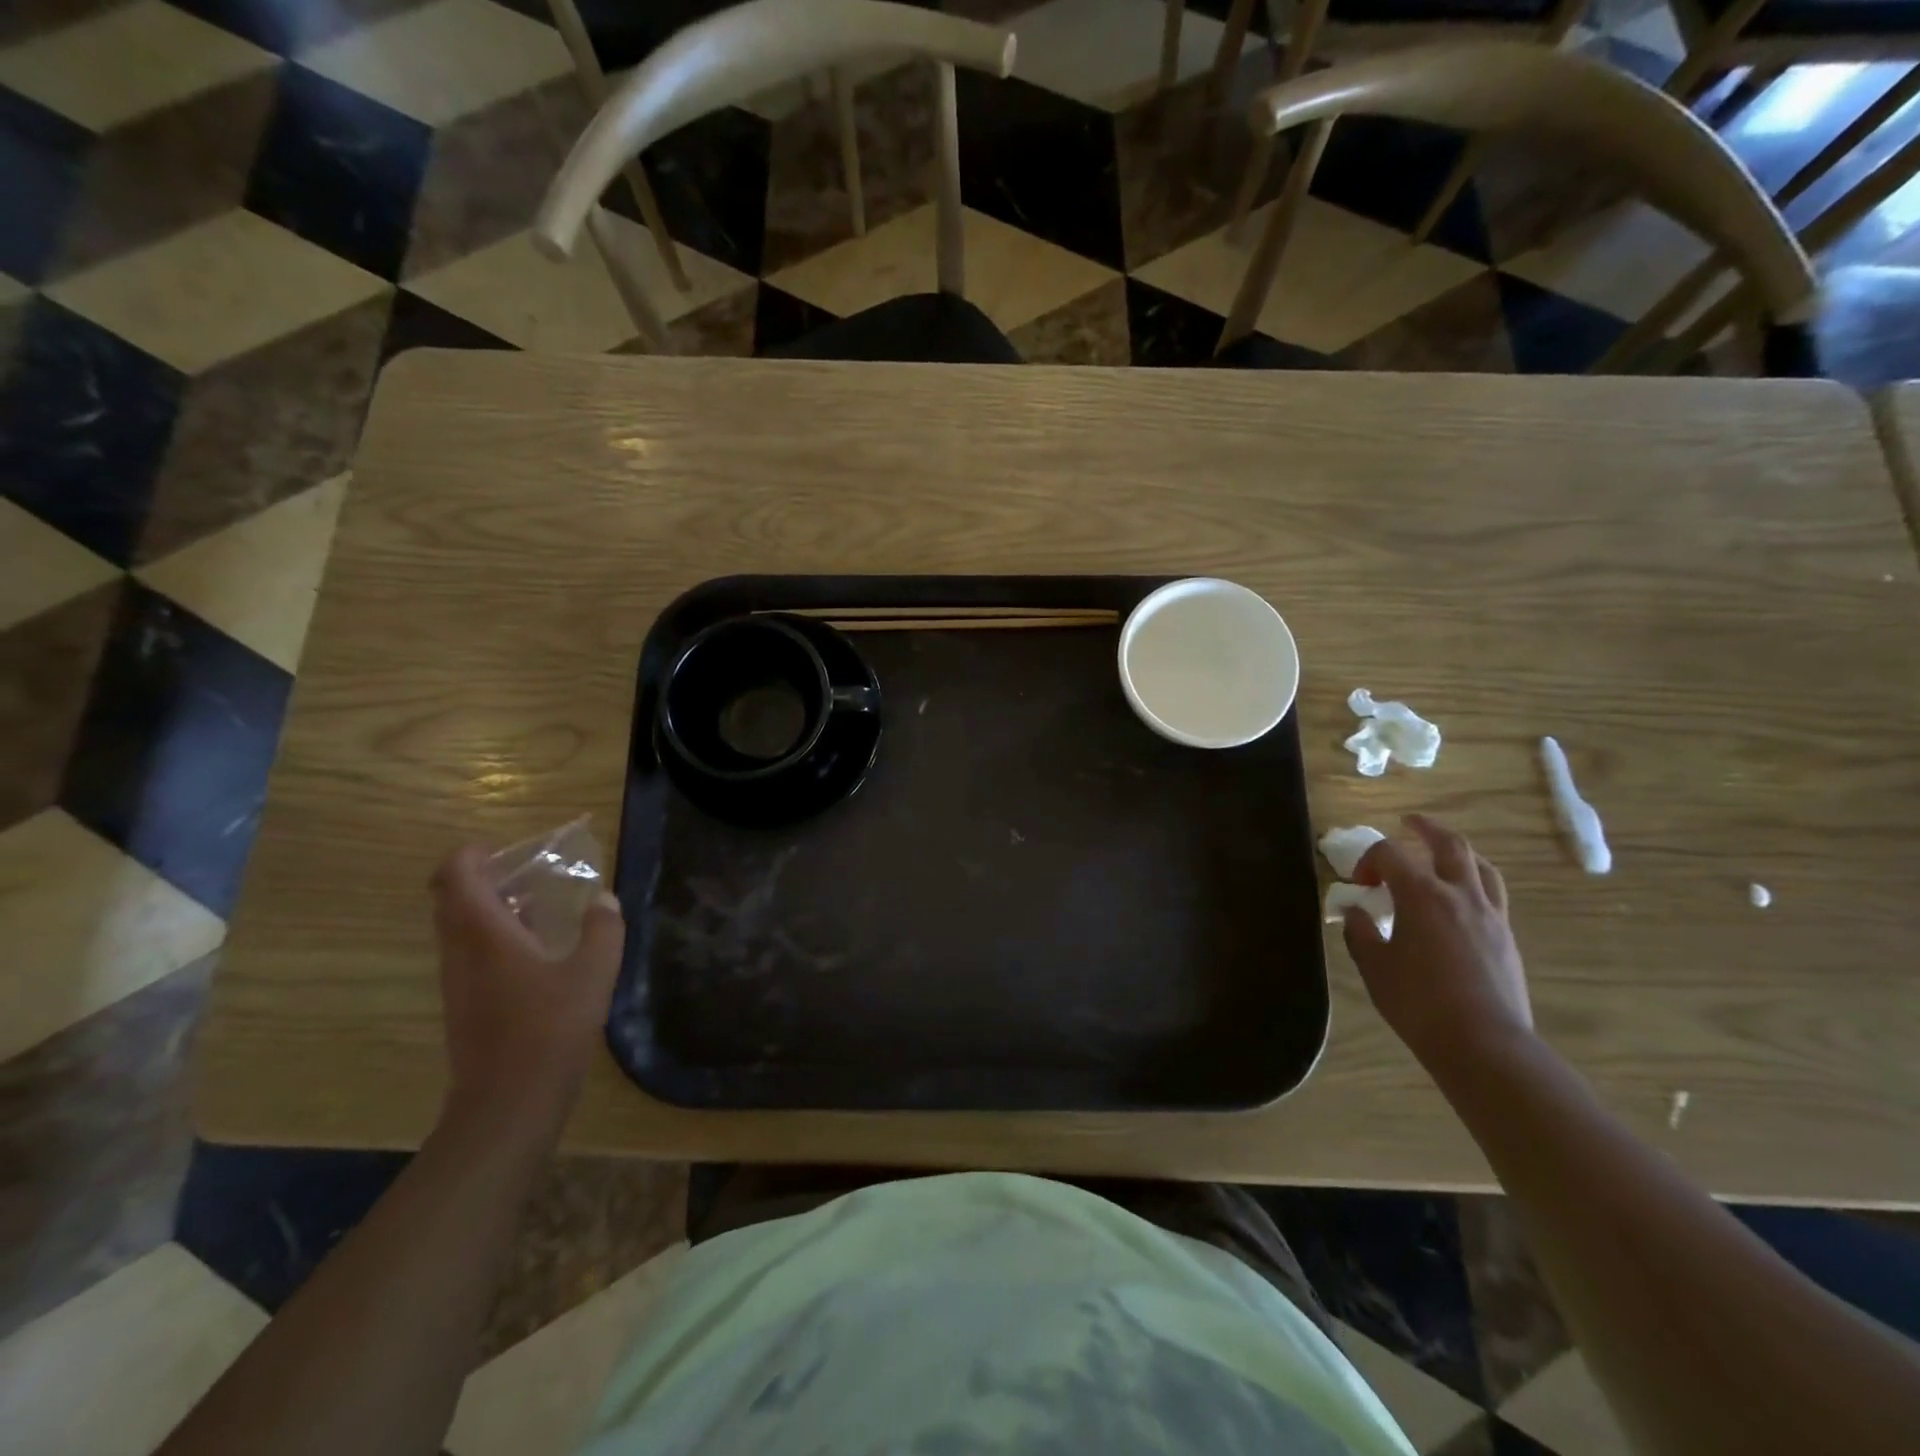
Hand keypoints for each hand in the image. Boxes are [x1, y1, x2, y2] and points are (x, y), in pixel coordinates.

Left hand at [430, 845, 624, 1141]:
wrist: (508, 1106)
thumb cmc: (550, 1031)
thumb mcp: (594, 973)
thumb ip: (603, 929)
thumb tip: (604, 900)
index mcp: (485, 935)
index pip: (454, 876)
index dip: (472, 853)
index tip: (507, 848)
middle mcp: (461, 952)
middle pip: (450, 898)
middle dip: (483, 877)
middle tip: (528, 872)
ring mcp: (458, 981)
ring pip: (458, 927)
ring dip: (491, 907)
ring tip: (540, 906)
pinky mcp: (464, 1006)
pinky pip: (469, 953)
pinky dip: (494, 937)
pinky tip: (538, 952)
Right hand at [1344, 815, 1533, 1072]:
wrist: (1483, 1043)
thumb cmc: (1418, 1002)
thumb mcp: (1375, 966)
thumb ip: (1361, 932)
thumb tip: (1355, 911)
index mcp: (1421, 895)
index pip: (1390, 853)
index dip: (1369, 860)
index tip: (1358, 884)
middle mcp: (1459, 894)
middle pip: (1448, 844)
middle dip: (1426, 829)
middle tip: (1409, 822)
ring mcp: (1490, 915)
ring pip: (1480, 866)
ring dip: (1458, 852)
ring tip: (1442, 854)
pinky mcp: (1505, 937)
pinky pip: (1492, 893)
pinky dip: (1474, 882)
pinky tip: (1461, 899)